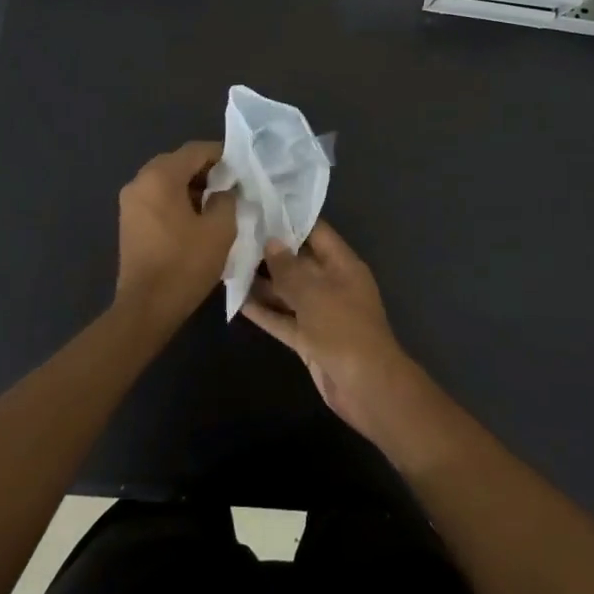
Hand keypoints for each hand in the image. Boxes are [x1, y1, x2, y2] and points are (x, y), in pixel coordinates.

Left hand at [114, 141, 236, 327]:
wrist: (147, 306)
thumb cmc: (185, 264)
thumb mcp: (220, 229)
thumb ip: (227, 199)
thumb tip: (225, 190)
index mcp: (160, 177)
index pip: (195, 150)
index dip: (222, 155)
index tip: (242, 169)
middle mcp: (140, 181)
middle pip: (178, 163)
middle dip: (206, 171)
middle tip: (231, 187)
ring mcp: (130, 202)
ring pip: (166, 181)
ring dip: (191, 187)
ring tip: (217, 204)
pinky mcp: (129, 221)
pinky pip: (157, 198)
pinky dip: (177, 200)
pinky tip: (196, 219)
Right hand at [242, 219, 419, 438]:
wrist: (365, 386)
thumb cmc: (343, 329)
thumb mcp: (314, 293)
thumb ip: (289, 267)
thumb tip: (271, 241)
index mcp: (343, 265)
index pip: (316, 232)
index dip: (290, 220)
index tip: (259, 207)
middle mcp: (332, 284)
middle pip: (298, 262)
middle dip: (269, 251)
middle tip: (234, 234)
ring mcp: (320, 313)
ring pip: (287, 292)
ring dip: (262, 282)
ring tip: (227, 263)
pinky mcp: (308, 339)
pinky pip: (283, 319)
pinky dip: (263, 311)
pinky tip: (236, 299)